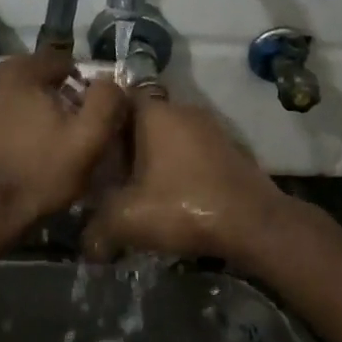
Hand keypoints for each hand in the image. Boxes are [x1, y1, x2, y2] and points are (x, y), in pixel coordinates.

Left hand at [0, 52, 128, 234]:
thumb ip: (105, 101)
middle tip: (62, 129)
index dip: (78, 83)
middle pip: (31, 77)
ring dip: (21, 109)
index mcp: (20, 71)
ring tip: (34, 141)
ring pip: (6, 96)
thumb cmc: (37, 175)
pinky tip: (8, 151)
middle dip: (48, 96)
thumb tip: (108, 80)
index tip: (85, 112)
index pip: (60, 61)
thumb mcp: (87, 141)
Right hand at [85, 94, 294, 267]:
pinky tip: (172, 195)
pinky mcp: (230, 150)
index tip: (89, 140)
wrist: (254, 223)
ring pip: (170, 135)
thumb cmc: (183, 207)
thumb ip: (97, 228)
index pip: (119, 96)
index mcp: (155, 112)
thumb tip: (87, 246)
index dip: (101, 116)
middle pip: (144, 117)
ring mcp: (211, 128)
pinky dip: (180, 167)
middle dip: (126, 141)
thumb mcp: (127, 220)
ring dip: (155, 156)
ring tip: (138, 187)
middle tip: (109, 171)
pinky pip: (193, 150)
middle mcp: (184, 110)